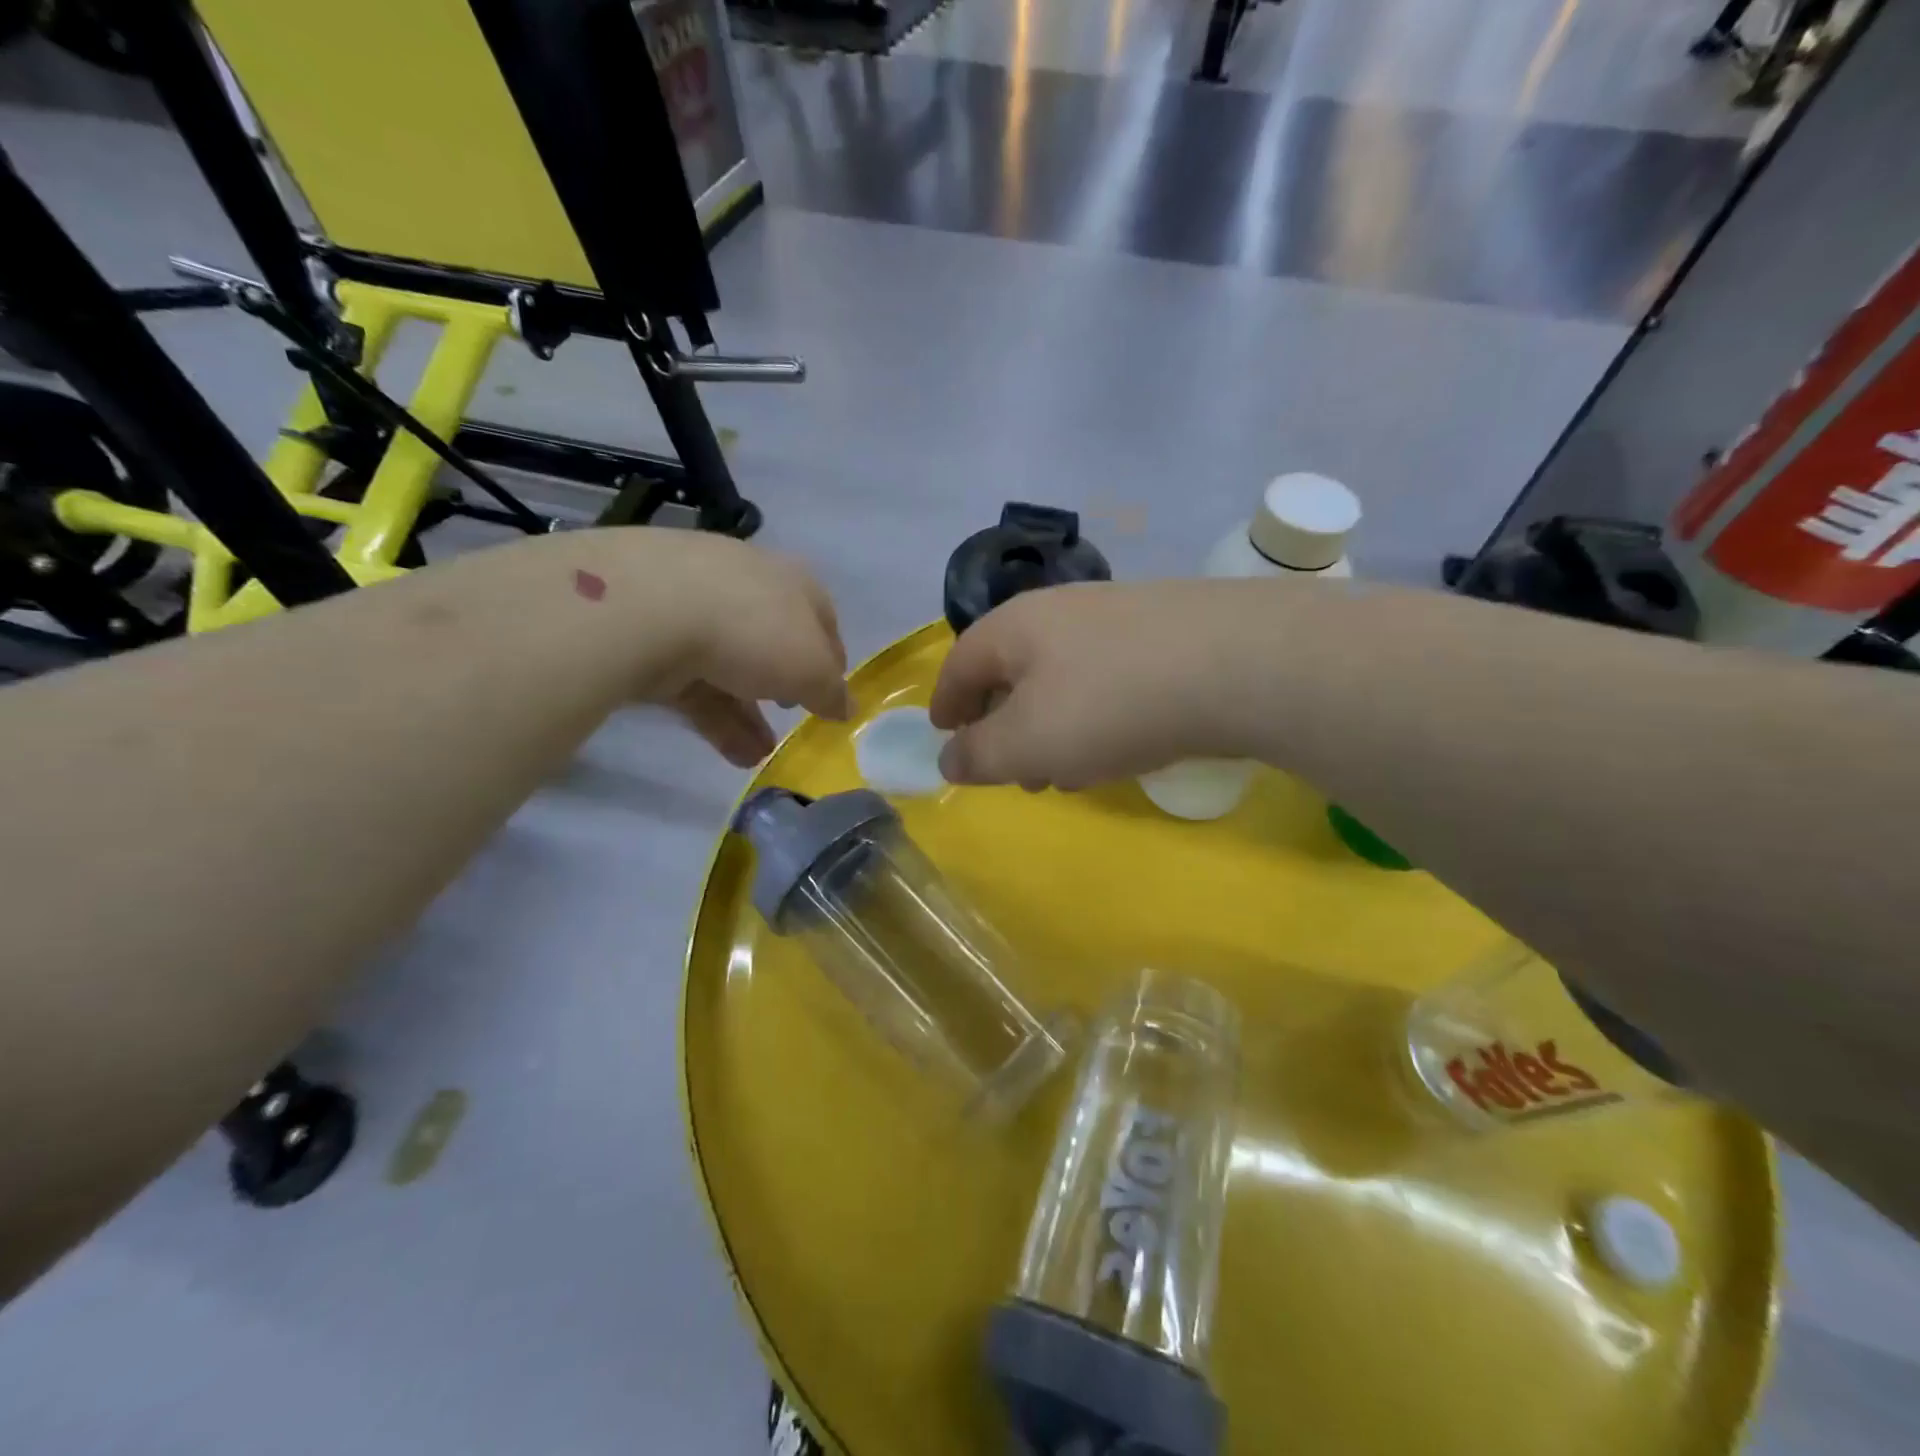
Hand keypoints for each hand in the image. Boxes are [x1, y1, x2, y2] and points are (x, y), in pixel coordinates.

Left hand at [583, 531, 850, 766]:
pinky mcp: (650, 633)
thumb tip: (845, 707)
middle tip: (792, 716)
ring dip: (749, 713)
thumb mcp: (811, 669)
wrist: (648, 608)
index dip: (832, 659)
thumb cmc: (754, 630)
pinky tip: (732, 754)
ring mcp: (693, 604)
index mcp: (793, 581)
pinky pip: (692, 681)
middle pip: (772, 641)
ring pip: (729, 665)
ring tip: (760, 755)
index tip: (833, 695)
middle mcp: (746, 584)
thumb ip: (831, 692)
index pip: (822, 619)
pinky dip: (715, 717)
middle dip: (784, 685)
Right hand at [929, 580, 1290, 788]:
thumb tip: (948, 759)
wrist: (1240, 663)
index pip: (960, 663)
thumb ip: (978, 755)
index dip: (945, 704)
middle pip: (1012, 670)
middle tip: (1011, 771)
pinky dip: (1095, 717)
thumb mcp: (1027, 742)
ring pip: (1062, 679)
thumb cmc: (1110, 703)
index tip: (944, 736)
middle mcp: (1060, 611)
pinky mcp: (1165, 634)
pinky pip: (1108, 680)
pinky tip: (1118, 748)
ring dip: (1051, 727)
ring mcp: (1117, 617)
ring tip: (1064, 772)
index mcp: (1015, 627)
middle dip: (1003, 725)